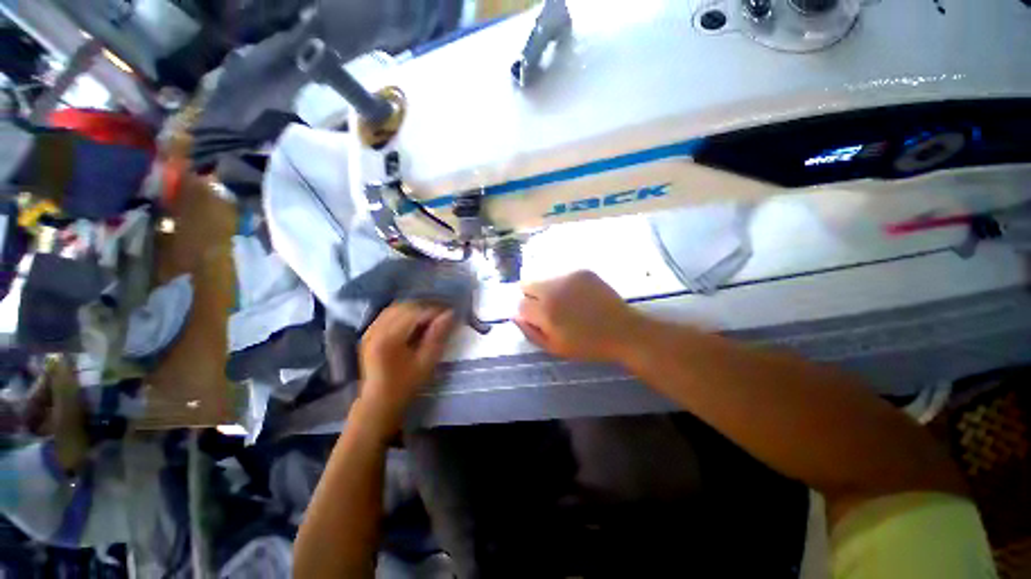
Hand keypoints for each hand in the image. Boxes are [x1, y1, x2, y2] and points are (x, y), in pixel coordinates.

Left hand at [358, 303, 455, 428]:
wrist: (379, 402)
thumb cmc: (405, 385)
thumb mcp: (426, 362)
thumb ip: (437, 336)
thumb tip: (450, 314)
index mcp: (389, 338)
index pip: (415, 313)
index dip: (434, 310)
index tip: (450, 313)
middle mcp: (376, 330)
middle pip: (404, 307)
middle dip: (425, 307)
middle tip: (442, 315)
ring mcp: (369, 330)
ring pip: (395, 308)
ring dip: (414, 309)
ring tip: (430, 317)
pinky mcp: (368, 333)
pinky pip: (388, 314)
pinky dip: (403, 313)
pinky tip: (413, 321)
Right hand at [514, 270, 644, 362]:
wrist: (623, 331)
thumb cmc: (587, 345)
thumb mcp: (554, 348)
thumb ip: (530, 332)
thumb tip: (514, 316)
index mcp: (545, 311)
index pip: (520, 304)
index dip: (527, 313)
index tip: (537, 319)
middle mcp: (553, 288)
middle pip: (526, 284)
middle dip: (531, 296)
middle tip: (547, 308)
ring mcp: (568, 276)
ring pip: (544, 278)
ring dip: (548, 289)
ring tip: (566, 303)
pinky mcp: (582, 271)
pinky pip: (562, 275)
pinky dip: (564, 284)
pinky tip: (578, 296)